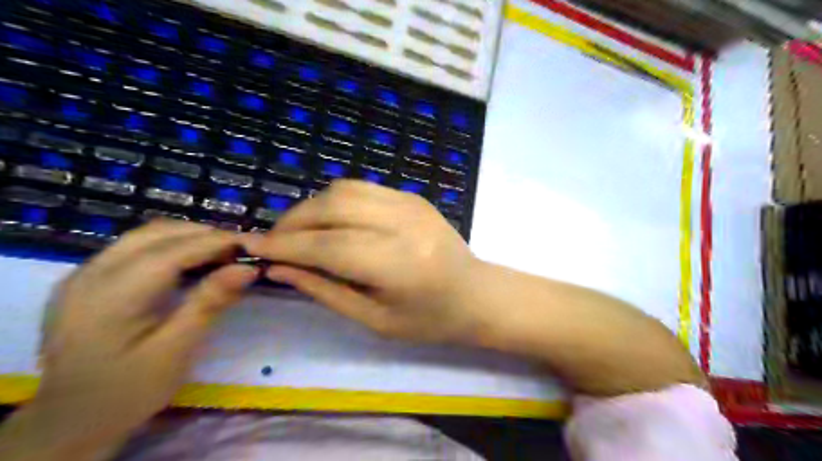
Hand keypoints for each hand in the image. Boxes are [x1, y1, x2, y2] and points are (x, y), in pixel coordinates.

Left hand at [3, 221, 255, 458]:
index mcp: (111, 296)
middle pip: (157, 234)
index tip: (252, 245)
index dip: (215, 243)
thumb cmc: (128, 391)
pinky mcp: (89, 279)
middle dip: (204, 235)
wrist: (70, 421)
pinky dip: (172, 246)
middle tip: (241, 252)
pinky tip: (192, 263)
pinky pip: (136, 247)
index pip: (172, 251)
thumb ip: (209, 303)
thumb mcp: (176, 351)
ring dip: (189, 237)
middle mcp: (91, 274)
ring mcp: (85, 274)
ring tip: (223, 254)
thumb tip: (248, 268)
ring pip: (147, 235)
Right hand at [243, 177, 486, 341]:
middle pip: (333, 206)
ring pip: (344, 189)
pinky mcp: (413, 196)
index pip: (328, 245)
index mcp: (399, 264)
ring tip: (298, 231)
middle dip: (293, 221)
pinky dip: (335, 200)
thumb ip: (325, 290)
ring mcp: (411, 203)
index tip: (250, 246)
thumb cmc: (430, 320)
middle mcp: (404, 223)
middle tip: (274, 241)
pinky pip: (362, 188)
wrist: (477, 294)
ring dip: (311, 206)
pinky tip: (329, 221)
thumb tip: (279, 268)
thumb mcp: (374, 319)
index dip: (285, 244)